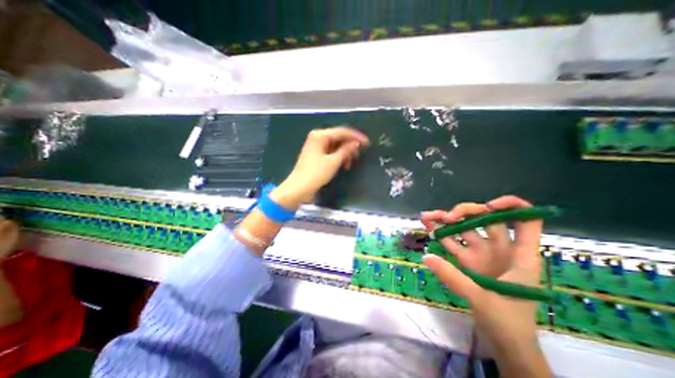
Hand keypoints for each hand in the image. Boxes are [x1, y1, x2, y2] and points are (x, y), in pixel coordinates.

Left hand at [269, 127, 367, 209]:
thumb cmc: (316, 174)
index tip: (367, 143)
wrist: (299, 188)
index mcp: (320, 135)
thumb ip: (346, 150)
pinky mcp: (317, 154)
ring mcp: (316, 146)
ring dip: (345, 153)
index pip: (342, 132)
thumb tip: (356, 142)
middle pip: (339, 138)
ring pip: (336, 146)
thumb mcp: (333, 162)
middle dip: (350, 146)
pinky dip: (339, 157)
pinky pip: (331, 152)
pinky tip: (344, 165)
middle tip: (359, 155)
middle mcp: (318, 137)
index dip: (356, 137)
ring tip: (350, 164)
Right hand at [423, 196, 549, 375]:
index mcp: (519, 254)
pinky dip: (440, 233)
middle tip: (447, 217)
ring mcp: (481, 253)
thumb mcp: (482, 300)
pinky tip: (428, 227)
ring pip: (464, 228)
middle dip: (465, 212)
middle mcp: (500, 247)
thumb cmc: (508, 323)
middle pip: (485, 218)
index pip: (525, 220)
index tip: (489, 206)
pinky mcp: (467, 260)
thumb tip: (427, 257)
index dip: (511, 206)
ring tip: (427, 216)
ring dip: (446, 220)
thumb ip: (454, 278)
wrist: (503, 342)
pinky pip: (453, 241)